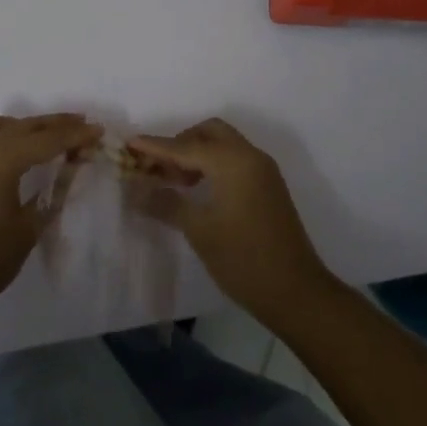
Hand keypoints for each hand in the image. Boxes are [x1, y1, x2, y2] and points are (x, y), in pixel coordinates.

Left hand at [0, 113, 99, 317]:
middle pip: (24, 126)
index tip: (99, 132)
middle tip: (83, 125)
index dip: (75, 136)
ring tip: (44, 136)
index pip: (47, 140)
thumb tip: (70, 172)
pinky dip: (4, 135)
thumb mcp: (27, 229)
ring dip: (23, 125)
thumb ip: (52, 195)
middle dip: (55, 124)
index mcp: (2, 160)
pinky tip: (15, 154)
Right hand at [126, 117, 334, 323]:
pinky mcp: (268, 186)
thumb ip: (166, 203)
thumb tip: (136, 190)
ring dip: (197, 154)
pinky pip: (235, 159)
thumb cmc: (244, 260)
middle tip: (157, 168)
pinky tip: (198, 190)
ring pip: (223, 144)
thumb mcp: (199, 231)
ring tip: (174, 183)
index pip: (186, 146)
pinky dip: (213, 164)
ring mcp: (263, 170)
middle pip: (208, 133)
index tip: (129, 143)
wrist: (297, 292)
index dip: (155, 146)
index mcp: (233, 162)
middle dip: (180, 143)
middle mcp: (250, 156)